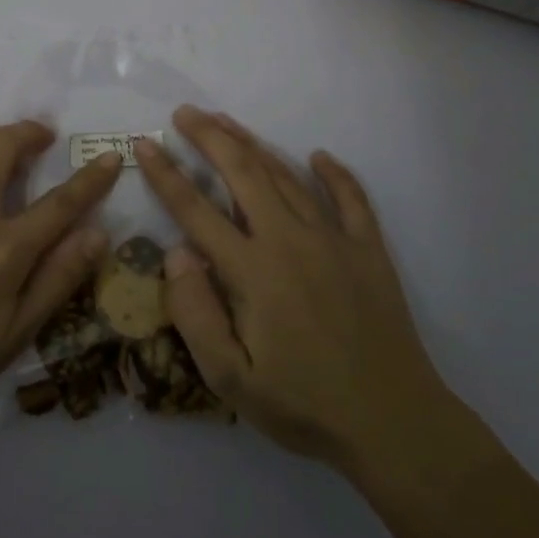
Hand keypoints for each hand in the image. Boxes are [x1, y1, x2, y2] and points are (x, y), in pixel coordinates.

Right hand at [133, 107, 446, 475]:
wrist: (393, 424)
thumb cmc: (304, 405)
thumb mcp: (231, 377)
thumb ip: (195, 313)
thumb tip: (175, 253)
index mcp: (252, 271)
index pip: (196, 210)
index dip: (166, 175)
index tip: (145, 145)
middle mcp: (290, 240)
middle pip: (243, 173)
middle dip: (209, 137)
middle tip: (185, 113)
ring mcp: (334, 240)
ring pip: (287, 177)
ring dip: (254, 145)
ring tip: (227, 121)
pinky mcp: (369, 250)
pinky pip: (352, 198)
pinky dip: (335, 174)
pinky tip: (319, 156)